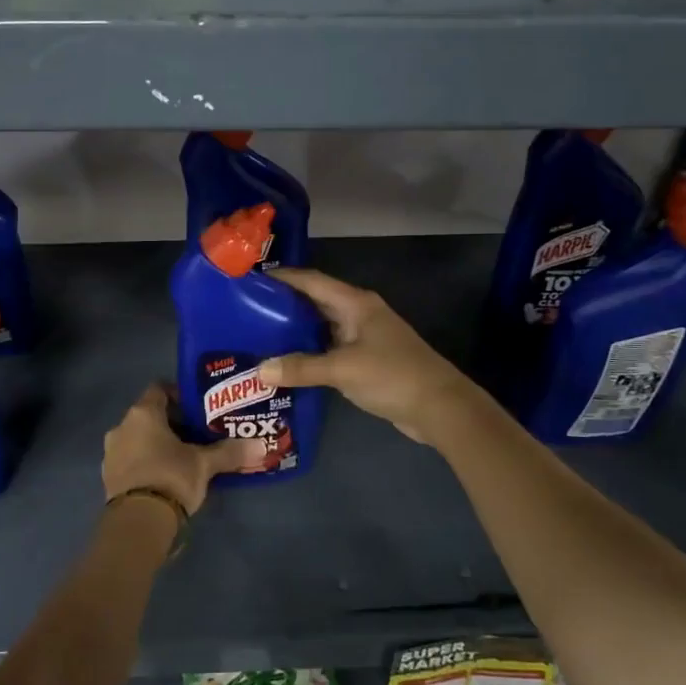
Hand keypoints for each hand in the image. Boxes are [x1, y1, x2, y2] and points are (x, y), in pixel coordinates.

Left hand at [102, 383, 257, 517]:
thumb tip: (260, 446)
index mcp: (142, 414)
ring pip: (139, 439)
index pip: (159, 389)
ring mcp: (111, 454)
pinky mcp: (109, 478)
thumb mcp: (204, 464)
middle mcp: (122, 427)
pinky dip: (147, 463)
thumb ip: (229, 452)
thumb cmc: (171, 478)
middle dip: (173, 423)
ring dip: (158, 444)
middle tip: (198, 434)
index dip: (179, 394)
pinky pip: (131, 460)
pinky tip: (166, 476)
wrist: (137, 524)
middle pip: (149, 415)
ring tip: (184, 457)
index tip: (199, 408)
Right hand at [258, 268, 474, 444]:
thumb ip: (301, 368)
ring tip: (258, 335)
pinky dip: (309, 351)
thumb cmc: (393, 375)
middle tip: (246, 310)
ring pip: (322, 326)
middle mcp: (359, 313)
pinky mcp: (366, 359)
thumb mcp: (343, 370)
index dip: (282, 278)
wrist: (439, 406)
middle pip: (315, 301)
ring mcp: (364, 336)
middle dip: (283, 304)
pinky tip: (287, 362)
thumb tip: (259, 370)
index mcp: (355, 303)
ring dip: (295, 330)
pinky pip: (330, 348)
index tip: (250, 279)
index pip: (312, 281)